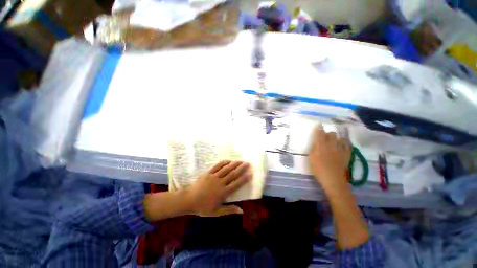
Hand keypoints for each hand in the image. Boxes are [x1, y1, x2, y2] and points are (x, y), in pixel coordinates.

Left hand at [186, 160, 251, 215]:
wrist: (189, 200)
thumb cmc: (203, 207)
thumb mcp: (217, 212)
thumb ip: (229, 210)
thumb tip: (242, 211)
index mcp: (223, 193)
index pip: (236, 184)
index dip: (244, 179)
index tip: (250, 174)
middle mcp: (220, 183)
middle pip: (233, 174)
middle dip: (241, 168)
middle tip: (248, 163)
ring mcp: (214, 176)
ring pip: (226, 169)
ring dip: (234, 164)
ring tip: (241, 160)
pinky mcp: (208, 173)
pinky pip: (217, 166)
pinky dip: (224, 162)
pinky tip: (229, 160)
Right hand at [308, 125, 351, 189]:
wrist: (332, 179)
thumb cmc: (318, 169)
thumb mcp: (311, 157)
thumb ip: (313, 148)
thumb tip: (315, 141)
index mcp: (321, 145)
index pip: (320, 133)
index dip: (319, 128)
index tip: (318, 125)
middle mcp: (331, 144)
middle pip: (331, 133)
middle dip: (328, 133)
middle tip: (324, 137)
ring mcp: (341, 148)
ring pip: (340, 138)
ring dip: (336, 138)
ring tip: (333, 141)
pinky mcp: (347, 154)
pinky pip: (348, 144)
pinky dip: (345, 142)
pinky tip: (343, 143)